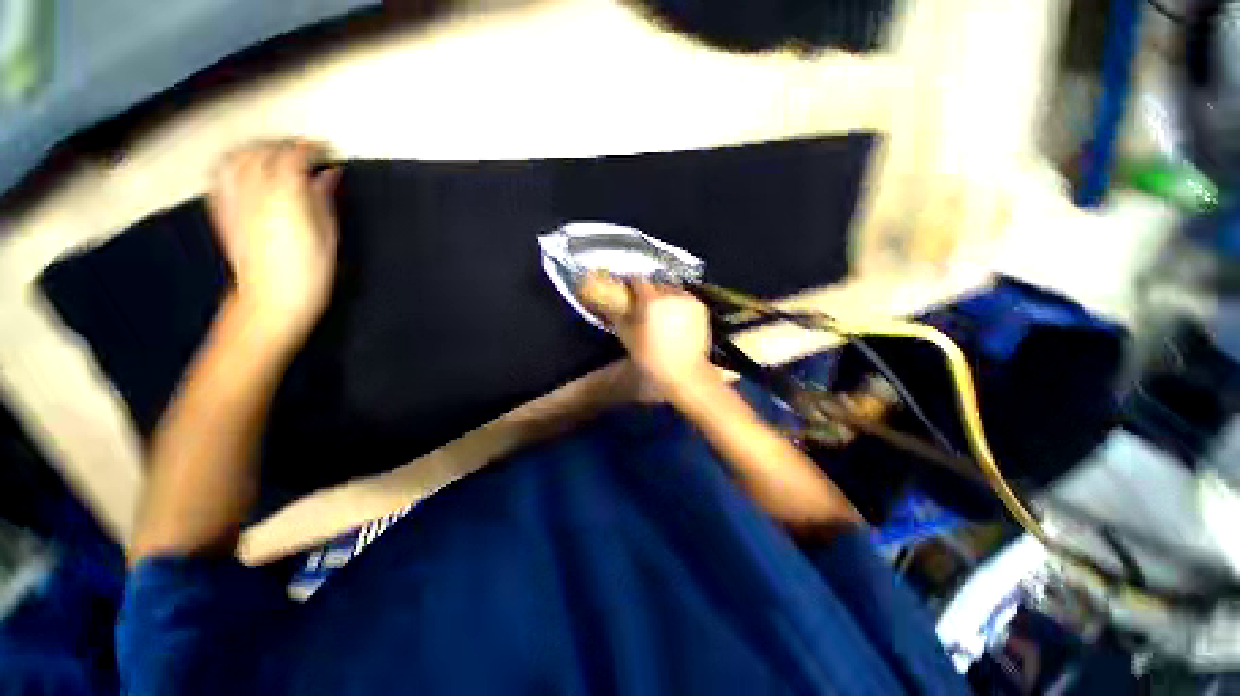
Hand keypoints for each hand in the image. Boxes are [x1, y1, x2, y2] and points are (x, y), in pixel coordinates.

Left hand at [207, 139, 340, 341]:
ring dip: (257, 149)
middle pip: (262, 151)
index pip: (292, 157)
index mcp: (285, 197)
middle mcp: (254, 191)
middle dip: (284, 145)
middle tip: (304, 151)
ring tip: (274, 154)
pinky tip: (245, 167)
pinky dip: (235, 163)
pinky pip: (221, 174)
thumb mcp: (328, 236)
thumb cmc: (309, 271)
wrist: (270, 299)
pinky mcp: (222, 210)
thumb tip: (328, 174)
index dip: (309, 148)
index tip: (324, 149)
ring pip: (238, 157)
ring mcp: (233, 199)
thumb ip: (324, 199)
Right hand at [601, 279, 714, 397]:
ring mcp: (688, 300)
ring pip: (672, 290)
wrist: (685, 373)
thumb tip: (611, 305)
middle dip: (649, 291)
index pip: (638, 280)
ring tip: (661, 311)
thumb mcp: (628, 337)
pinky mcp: (701, 307)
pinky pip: (685, 298)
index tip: (627, 291)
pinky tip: (675, 317)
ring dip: (664, 296)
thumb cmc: (651, 358)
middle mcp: (671, 294)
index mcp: (651, 300)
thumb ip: (619, 316)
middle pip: (656, 284)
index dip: (631, 284)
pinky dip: (678, 303)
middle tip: (643, 304)